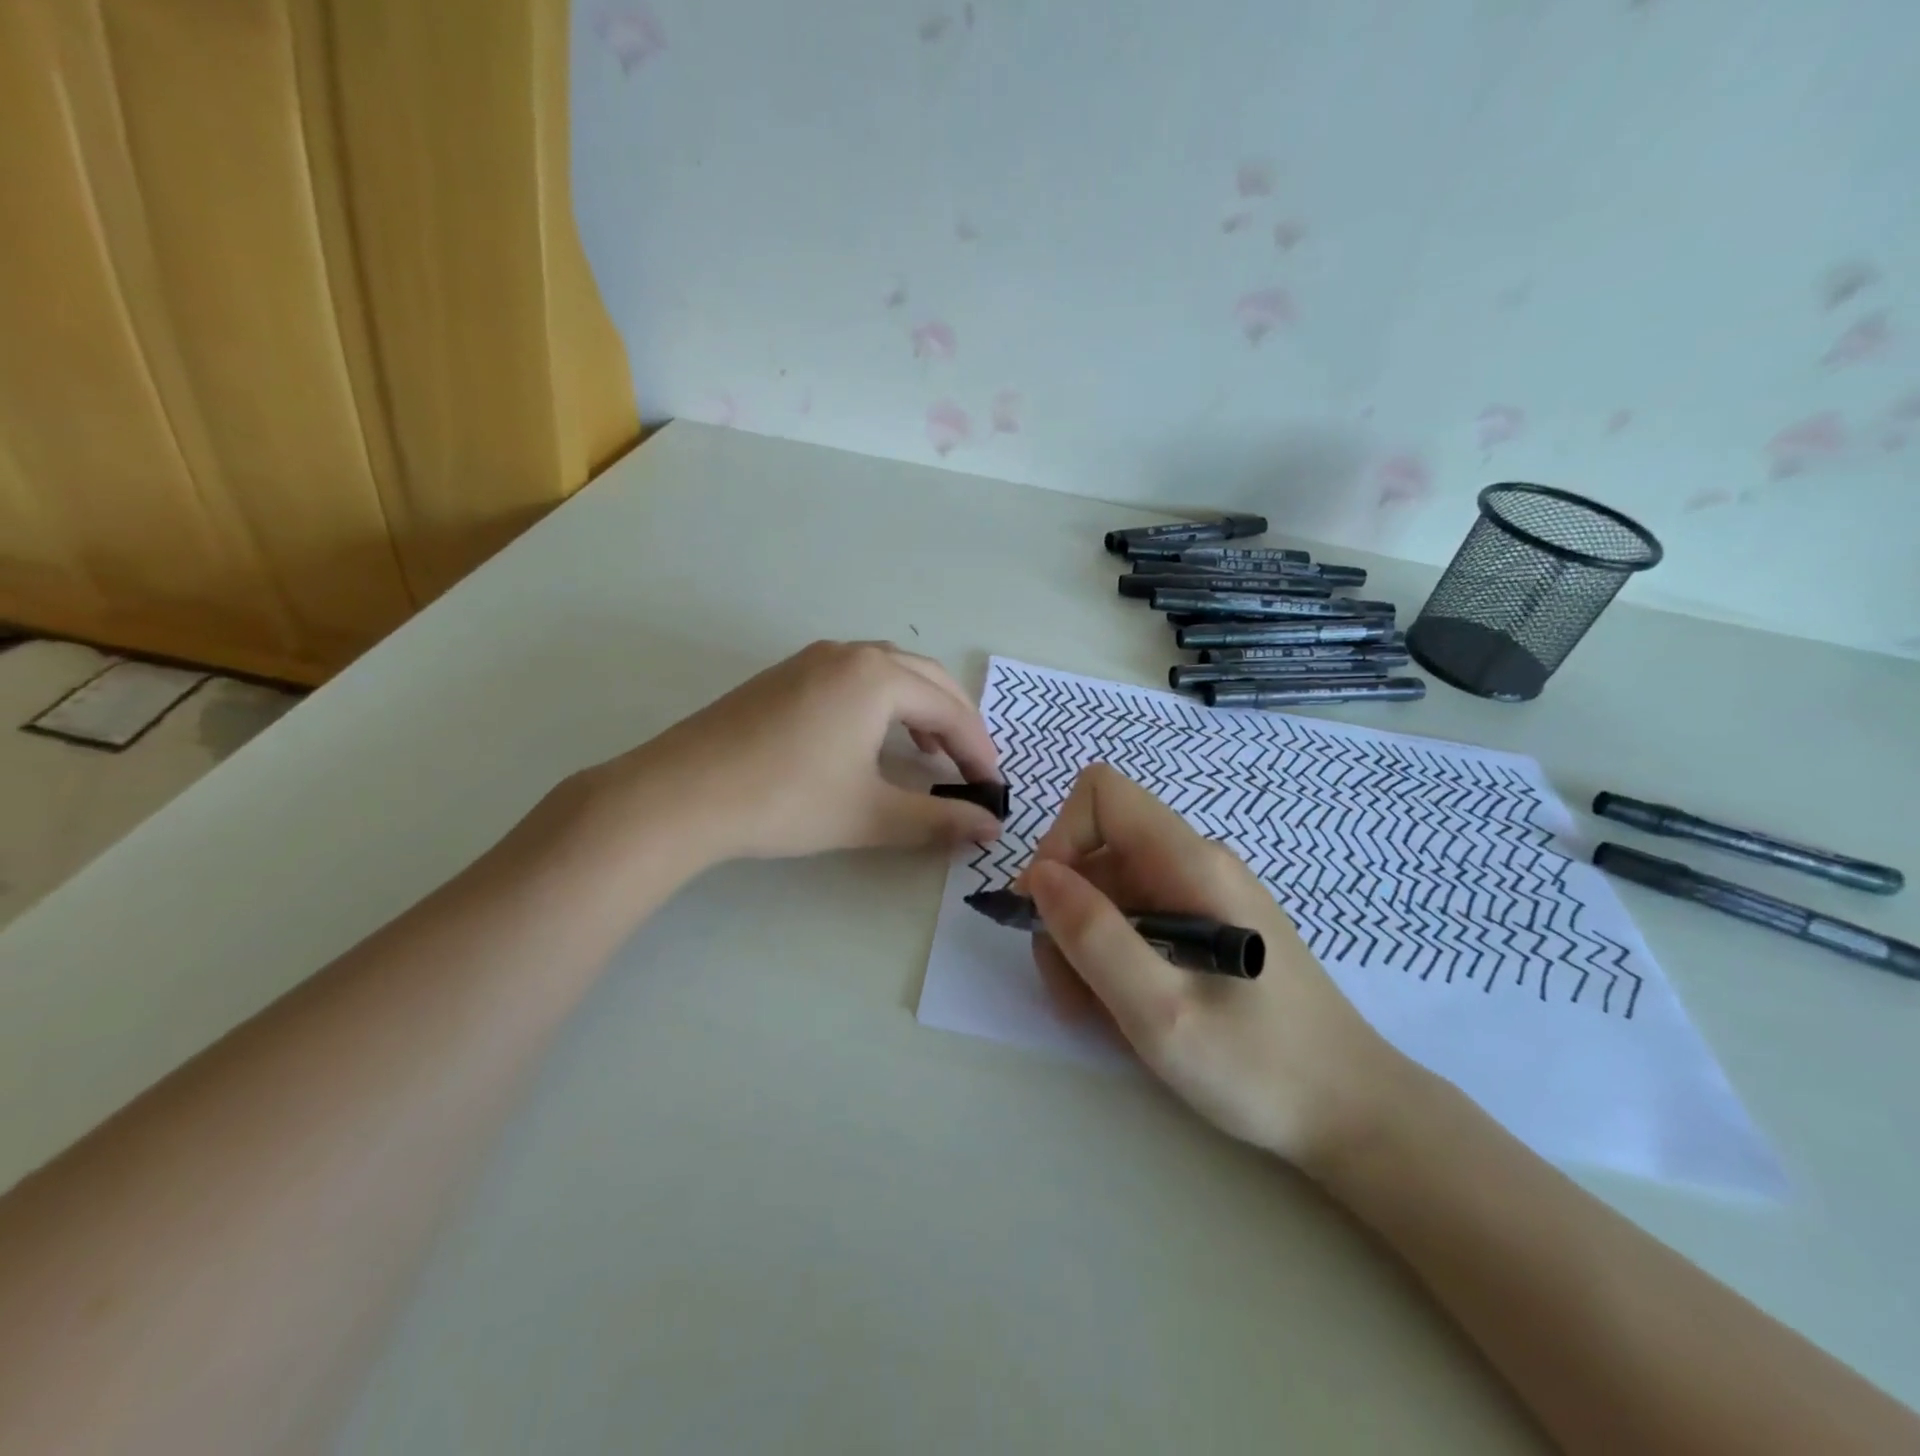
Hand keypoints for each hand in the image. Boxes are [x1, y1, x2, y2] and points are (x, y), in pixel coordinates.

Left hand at [595, 640, 1003, 862]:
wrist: (681, 794)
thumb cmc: (786, 800)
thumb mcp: (870, 814)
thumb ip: (938, 820)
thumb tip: (990, 828)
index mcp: (877, 677)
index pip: (950, 709)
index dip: (978, 750)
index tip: (994, 786)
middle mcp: (849, 654)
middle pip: (925, 678)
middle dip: (955, 721)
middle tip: (969, 766)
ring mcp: (812, 659)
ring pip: (888, 672)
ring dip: (919, 707)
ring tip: (929, 750)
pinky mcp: (785, 674)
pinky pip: (854, 676)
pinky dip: (882, 701)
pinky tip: (874, 736)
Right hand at [1021, 764, 1410, 1171]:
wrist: (1354, 1114)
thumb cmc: (1259, 1066)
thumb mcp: (1160, 1011)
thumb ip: (1095, 937)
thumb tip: (1039, 876)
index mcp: (1192, 863)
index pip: (1102, 794)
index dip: (1061, 839)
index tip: (1049, 910)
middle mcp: (1197, 863)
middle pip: (1099, 850)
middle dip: (1067, 911)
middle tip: (1070, 990)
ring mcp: (1205, 894)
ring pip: (1112, 888)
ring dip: (1086, 942)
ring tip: (1098, 1011)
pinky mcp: (1209, 926)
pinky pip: (1139, 917)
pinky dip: (1115, 954)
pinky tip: (1127, 1007)